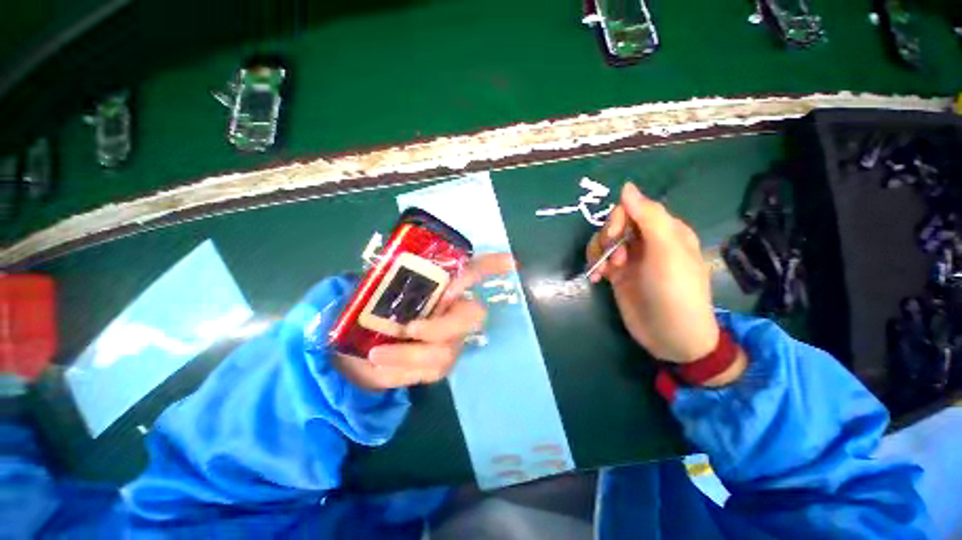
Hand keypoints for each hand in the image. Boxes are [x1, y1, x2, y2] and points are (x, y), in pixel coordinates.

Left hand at [333, 253, 514, 389]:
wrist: (359, 351)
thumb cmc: (369, 312)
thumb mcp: (372, 290)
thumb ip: (385, 276)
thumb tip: (389, 256)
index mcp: (441, 288)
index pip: (472, 273)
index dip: (492, 267)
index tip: (512, 262)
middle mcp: (454, 311)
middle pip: (472, 315)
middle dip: (443, 326)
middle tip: (412, 329)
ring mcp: (451, 340)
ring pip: (449, 347)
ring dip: (413, 352)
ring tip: (378, 354)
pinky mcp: (442, 364)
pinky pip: (433, 368)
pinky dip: (405, 365)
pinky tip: (383, 362)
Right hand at [586, 182, 720, 365]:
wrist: (670, 336)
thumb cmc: (675, 291)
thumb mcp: (666, 252)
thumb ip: (648, 217)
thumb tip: (626, 186)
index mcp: (665, 230)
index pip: (633, 208)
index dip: (619, 218)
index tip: (615, 237)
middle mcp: (646, 241)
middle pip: (615, 224)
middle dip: (608, 239)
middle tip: (615, 260)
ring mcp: (630, 258)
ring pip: (604, 241)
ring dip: (599, 253)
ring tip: (604, 273)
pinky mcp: (618, 274)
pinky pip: (600, 259)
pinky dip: (595, 265)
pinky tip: (597, 278)